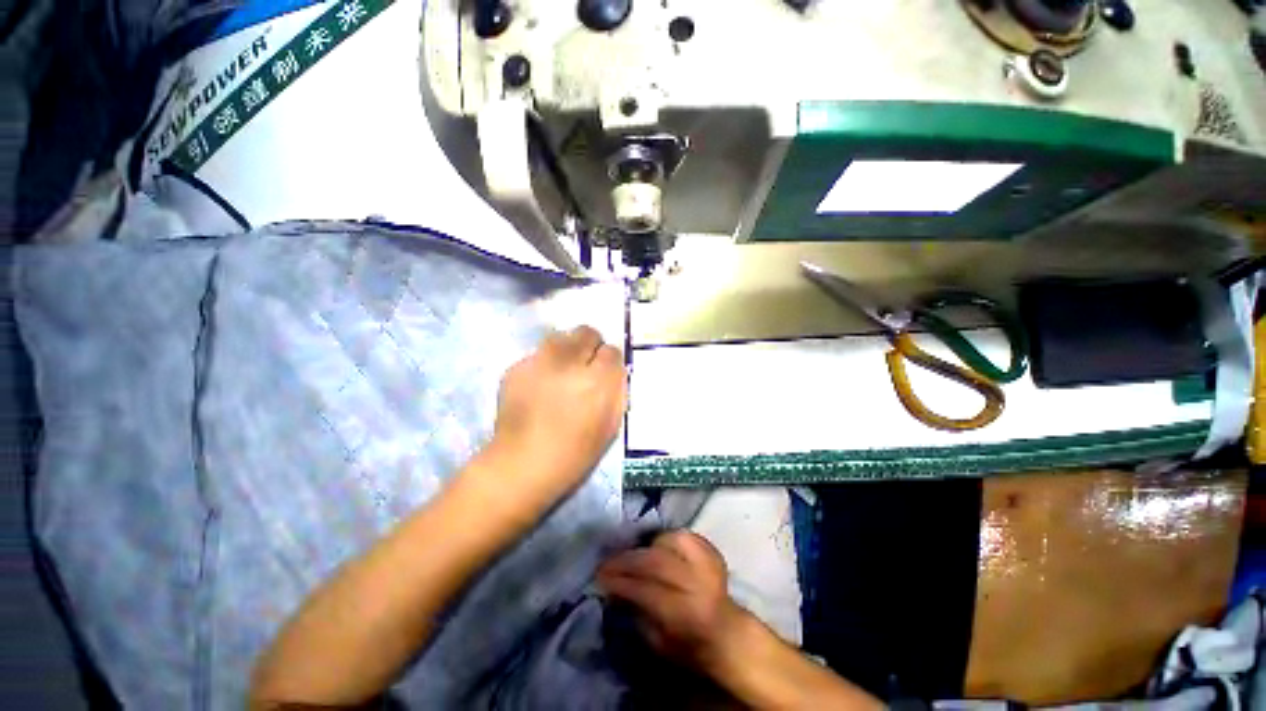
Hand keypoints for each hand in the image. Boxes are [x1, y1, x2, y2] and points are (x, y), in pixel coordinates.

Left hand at [480, 325, 626, 511]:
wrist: (522, 464)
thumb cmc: (574, 453)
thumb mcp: (610, 426)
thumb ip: (617, 391)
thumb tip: (615, 369)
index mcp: (597, 381)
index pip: (612, 351)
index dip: (609, 362)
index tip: (604, 373)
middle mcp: (569, 364)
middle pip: (587, 332)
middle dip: (590, 346)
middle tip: (585, 365)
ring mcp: (539, 362)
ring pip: (561, 337)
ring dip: (567, 349)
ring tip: (562, 370)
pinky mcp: (516, 367)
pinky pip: (538, 354)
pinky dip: (543, 364)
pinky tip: (539, 385)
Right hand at [598, 531, 746, 674]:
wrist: (727, 633)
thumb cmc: (689, 645)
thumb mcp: (660, 643)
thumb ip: (638, 613)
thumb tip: (615, 589)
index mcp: (686, 615)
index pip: (647, 590)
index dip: (621, 581)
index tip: (600, 576)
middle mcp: (698, 584)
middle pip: (656, 562)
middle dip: (627, 560)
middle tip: (607, 562)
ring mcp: (708, 563)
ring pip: (670, 542)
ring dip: (647, 547)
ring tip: (633, 556)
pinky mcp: (712, 550)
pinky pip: (683, 534)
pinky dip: (666, 538)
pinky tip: (655, 546)